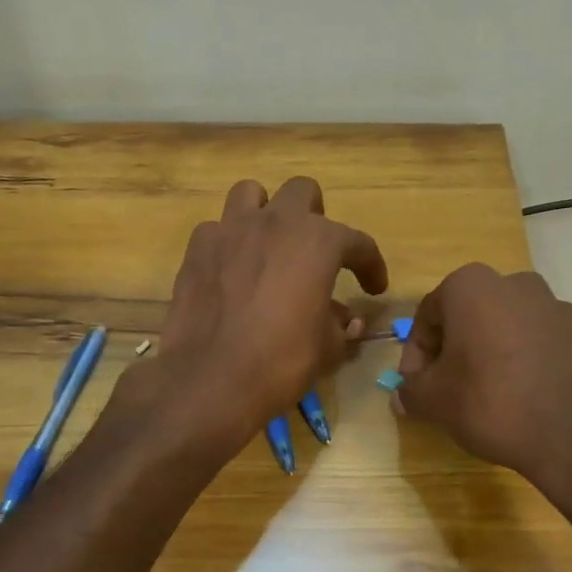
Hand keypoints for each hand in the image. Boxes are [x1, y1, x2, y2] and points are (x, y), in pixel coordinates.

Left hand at [147, 177, 387, 446]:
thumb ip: (341, 325)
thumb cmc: (282, 361)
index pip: (357, 243)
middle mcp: (275, 223)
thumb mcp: (327, 348)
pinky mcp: (197, 249)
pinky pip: (216, 230)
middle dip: (315, 217)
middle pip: (302, 192)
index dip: (371, 265)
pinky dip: (228, 244)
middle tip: (315, 253)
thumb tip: (348, 321)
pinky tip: (231, 271)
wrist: (211, 379)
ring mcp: (230, 230)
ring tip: (269, 245)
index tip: (374, 288)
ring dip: (265, 213)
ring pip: (251, 194)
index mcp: (318, 241)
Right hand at [394, 264, 571, 487]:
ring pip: (505, 327)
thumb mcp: (433, 400)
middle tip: (447, 387)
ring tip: (487, 394)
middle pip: (468, 316)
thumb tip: (403, 393)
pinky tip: (522, 396)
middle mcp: (514, 283)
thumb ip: (410, 389)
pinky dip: (523, 361)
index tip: (416, 385)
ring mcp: (554, 306)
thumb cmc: (489, 403)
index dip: (416, 354)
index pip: (428, 316)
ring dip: (489, 352)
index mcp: (471, 286)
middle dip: (453, 349)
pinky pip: (538, 342)